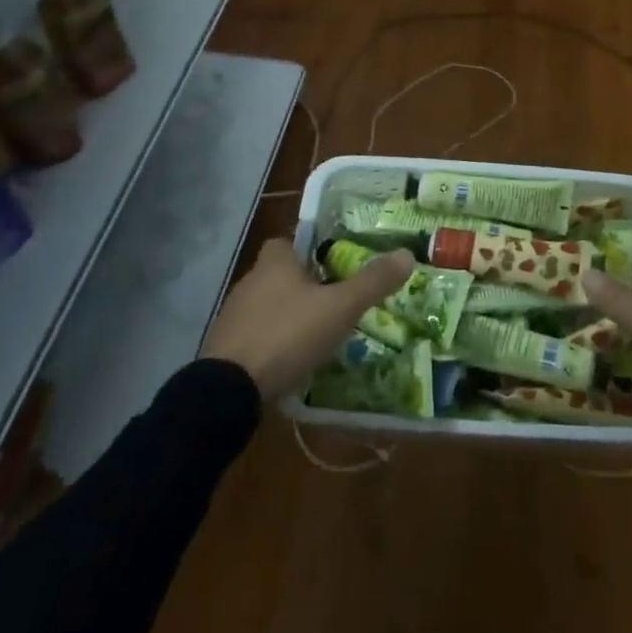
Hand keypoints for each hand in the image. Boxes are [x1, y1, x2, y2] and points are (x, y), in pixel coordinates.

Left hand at [201, 237, 412, 401]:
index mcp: (274, 263)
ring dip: (286, 316)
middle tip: (332, 301)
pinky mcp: (224, 349)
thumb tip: (407, 254)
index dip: (307, 249)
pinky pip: (254, 337)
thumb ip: (372, 282)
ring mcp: (232, 317)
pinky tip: (290, 361)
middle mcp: (249, 282)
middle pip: (278, 274)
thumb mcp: (339, 308)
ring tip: (315, 334)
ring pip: (266, 307)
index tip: (330, 264)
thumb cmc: (287, 335)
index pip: (287, 241)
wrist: (227, 390)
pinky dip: (271, 343)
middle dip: (302, 285)